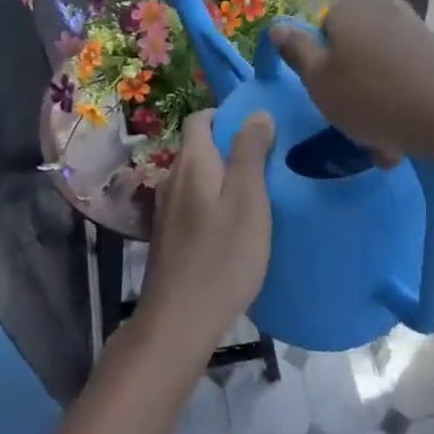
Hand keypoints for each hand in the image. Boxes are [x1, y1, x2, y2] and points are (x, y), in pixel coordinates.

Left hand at [140, 110, 273, 354]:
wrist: (179, 320)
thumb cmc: (222, 255)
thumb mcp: (248, 198)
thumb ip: (251, 152)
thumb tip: (256, 112)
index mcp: (192, 162)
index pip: (200, 118)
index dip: (227, 115)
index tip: (259, 129)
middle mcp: (172, 178)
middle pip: (198, 147)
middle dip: (229, 147)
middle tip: (267, 162)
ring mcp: (166, 209)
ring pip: (196, 178)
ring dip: (223, 177)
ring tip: (256, 194)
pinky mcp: (168, 237)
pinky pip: (193, 203)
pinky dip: (213, 202)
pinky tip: (234, 226)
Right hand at [269, 0, 433, 164]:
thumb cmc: (374, 97)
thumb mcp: (320, 82)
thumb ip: (296, 52)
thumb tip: (278, 26)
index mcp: (347, 11)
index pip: (321, 34)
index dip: (320, 70)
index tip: (328, 102)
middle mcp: (381, 10)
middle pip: (353, 53)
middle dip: (352, 92)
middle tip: (355, 131)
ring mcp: (415, 30)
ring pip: (381, 71)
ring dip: (378, 106)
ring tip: (386, 147)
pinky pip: (409, 78)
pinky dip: (403, 104)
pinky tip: (408, 138)